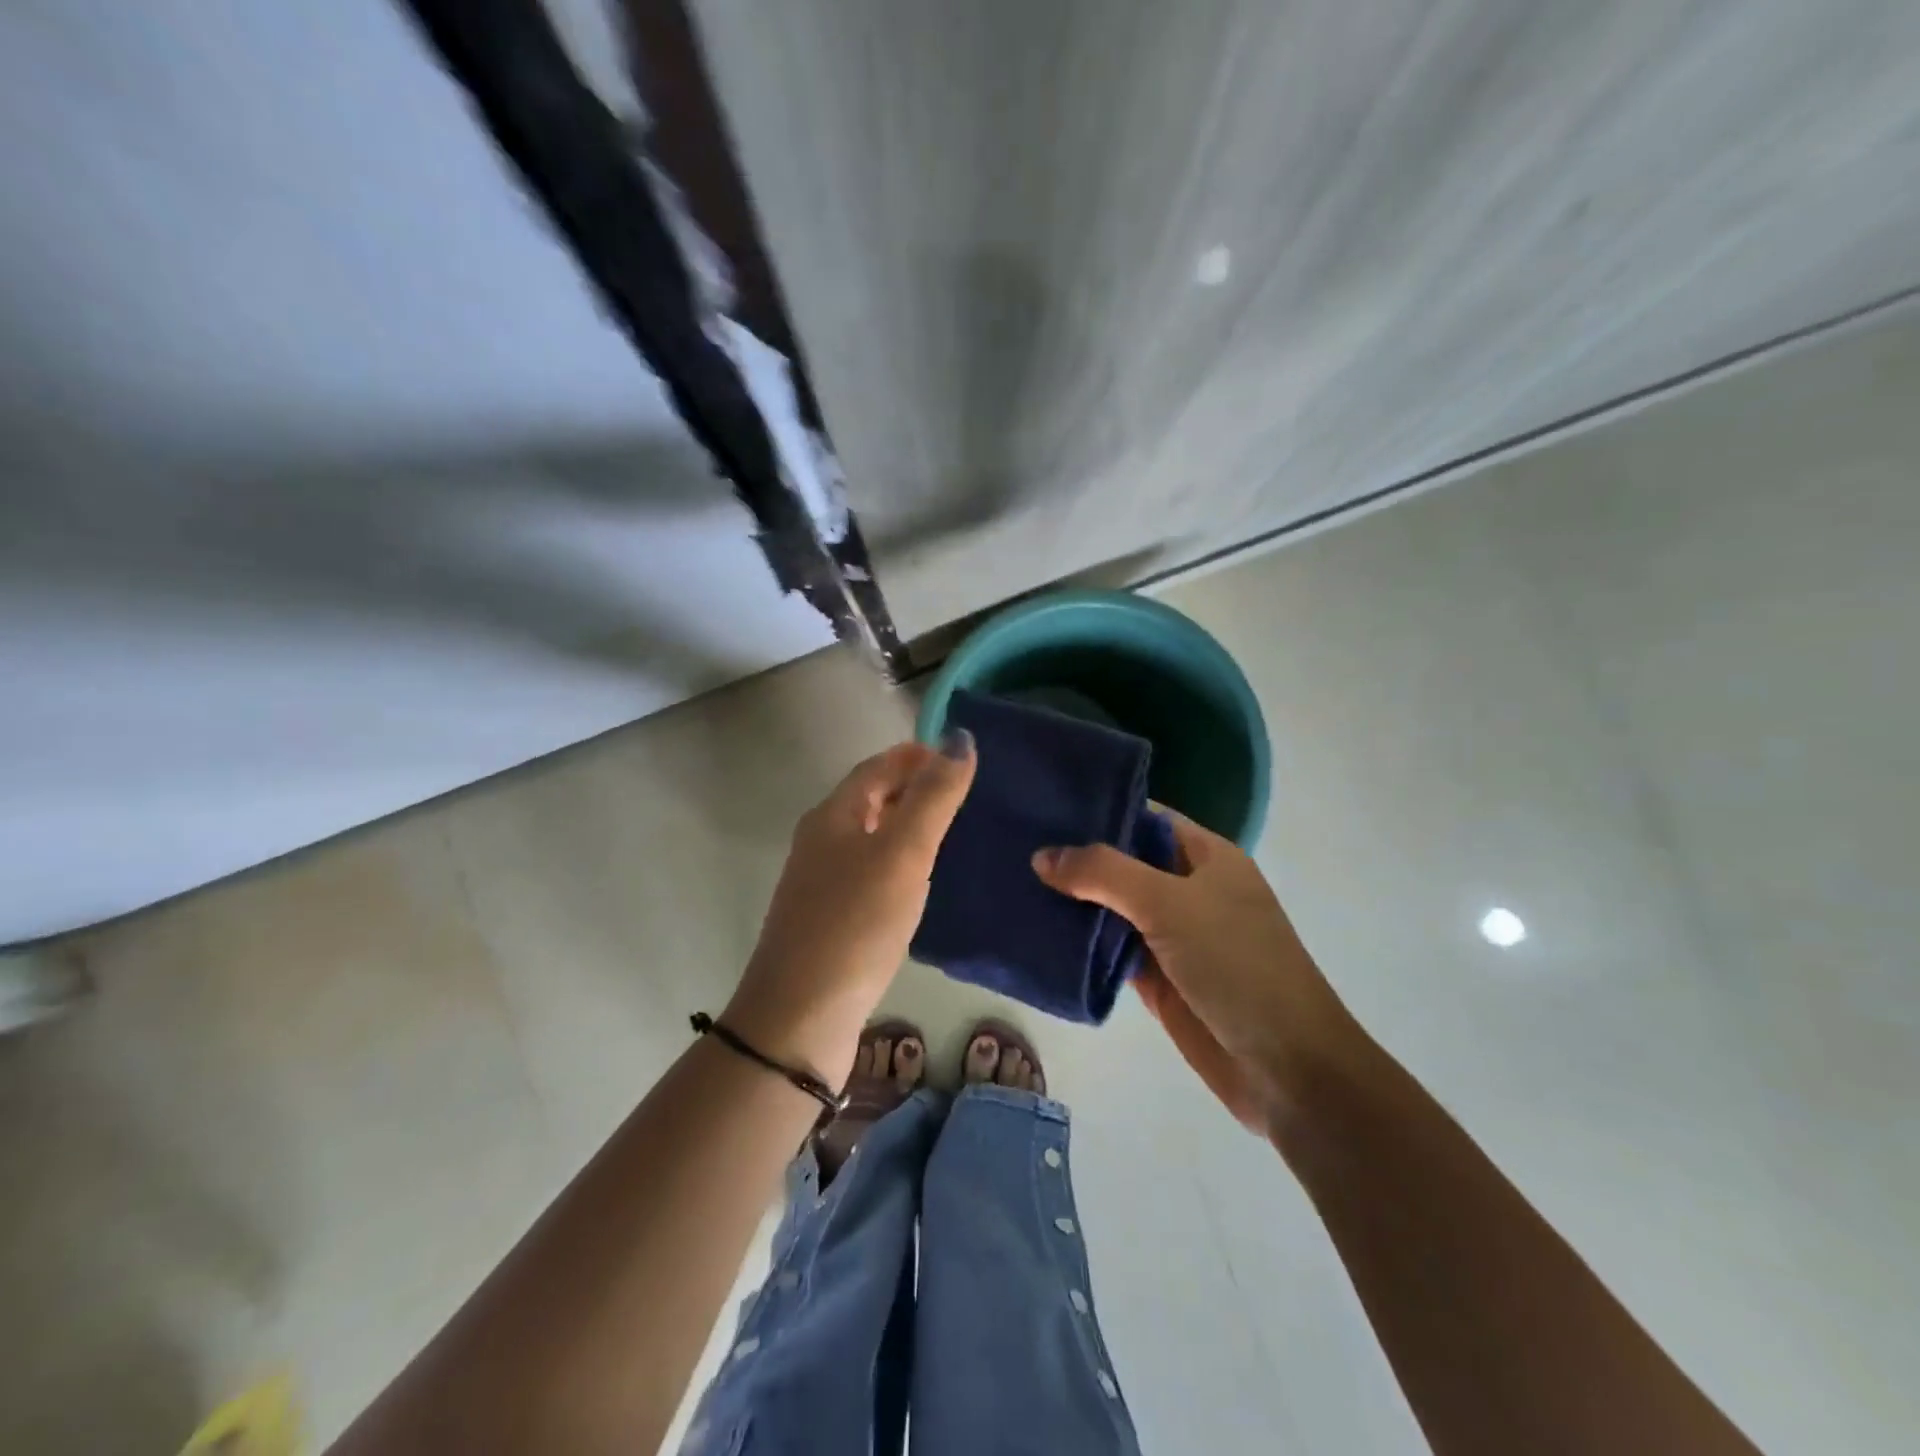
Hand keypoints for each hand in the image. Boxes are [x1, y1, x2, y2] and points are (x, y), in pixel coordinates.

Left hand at [727, 734, 975, 1085]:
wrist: (800, 1016)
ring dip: (906, 824)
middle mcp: (821, 840)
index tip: (960, 757)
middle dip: (913, 787)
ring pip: (869, 835)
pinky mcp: (829, 918)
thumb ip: (933, 797)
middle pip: (870, 797)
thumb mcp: (902, 852)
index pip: (877, 766)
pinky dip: (897, 861)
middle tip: (963, 793)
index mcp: (833, 814)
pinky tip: (920, 882)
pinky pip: (869, 871)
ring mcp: (820, 882)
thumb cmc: (856, 923)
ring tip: (951, 832)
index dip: (917, 754)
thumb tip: (960, 739)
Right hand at [1032, 810, 1361, 1134]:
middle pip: (1123, 862)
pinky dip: (1079, 943)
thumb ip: (1105, 874)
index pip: (1144, 817)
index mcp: (1206, 856)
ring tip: (1013, 881)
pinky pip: (1110, 950)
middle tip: (1013, 842)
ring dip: (1072, 901)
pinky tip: (1037, 932)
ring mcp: (1172, 935)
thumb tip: (1042, 856)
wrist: (1286, 1068)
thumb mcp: (1171, 904)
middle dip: (1076, 856)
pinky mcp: (1157, 977)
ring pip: (1112, 907)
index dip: (1098, 809)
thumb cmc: (1237, 965)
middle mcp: (1187, 888)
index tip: (1042, 806)